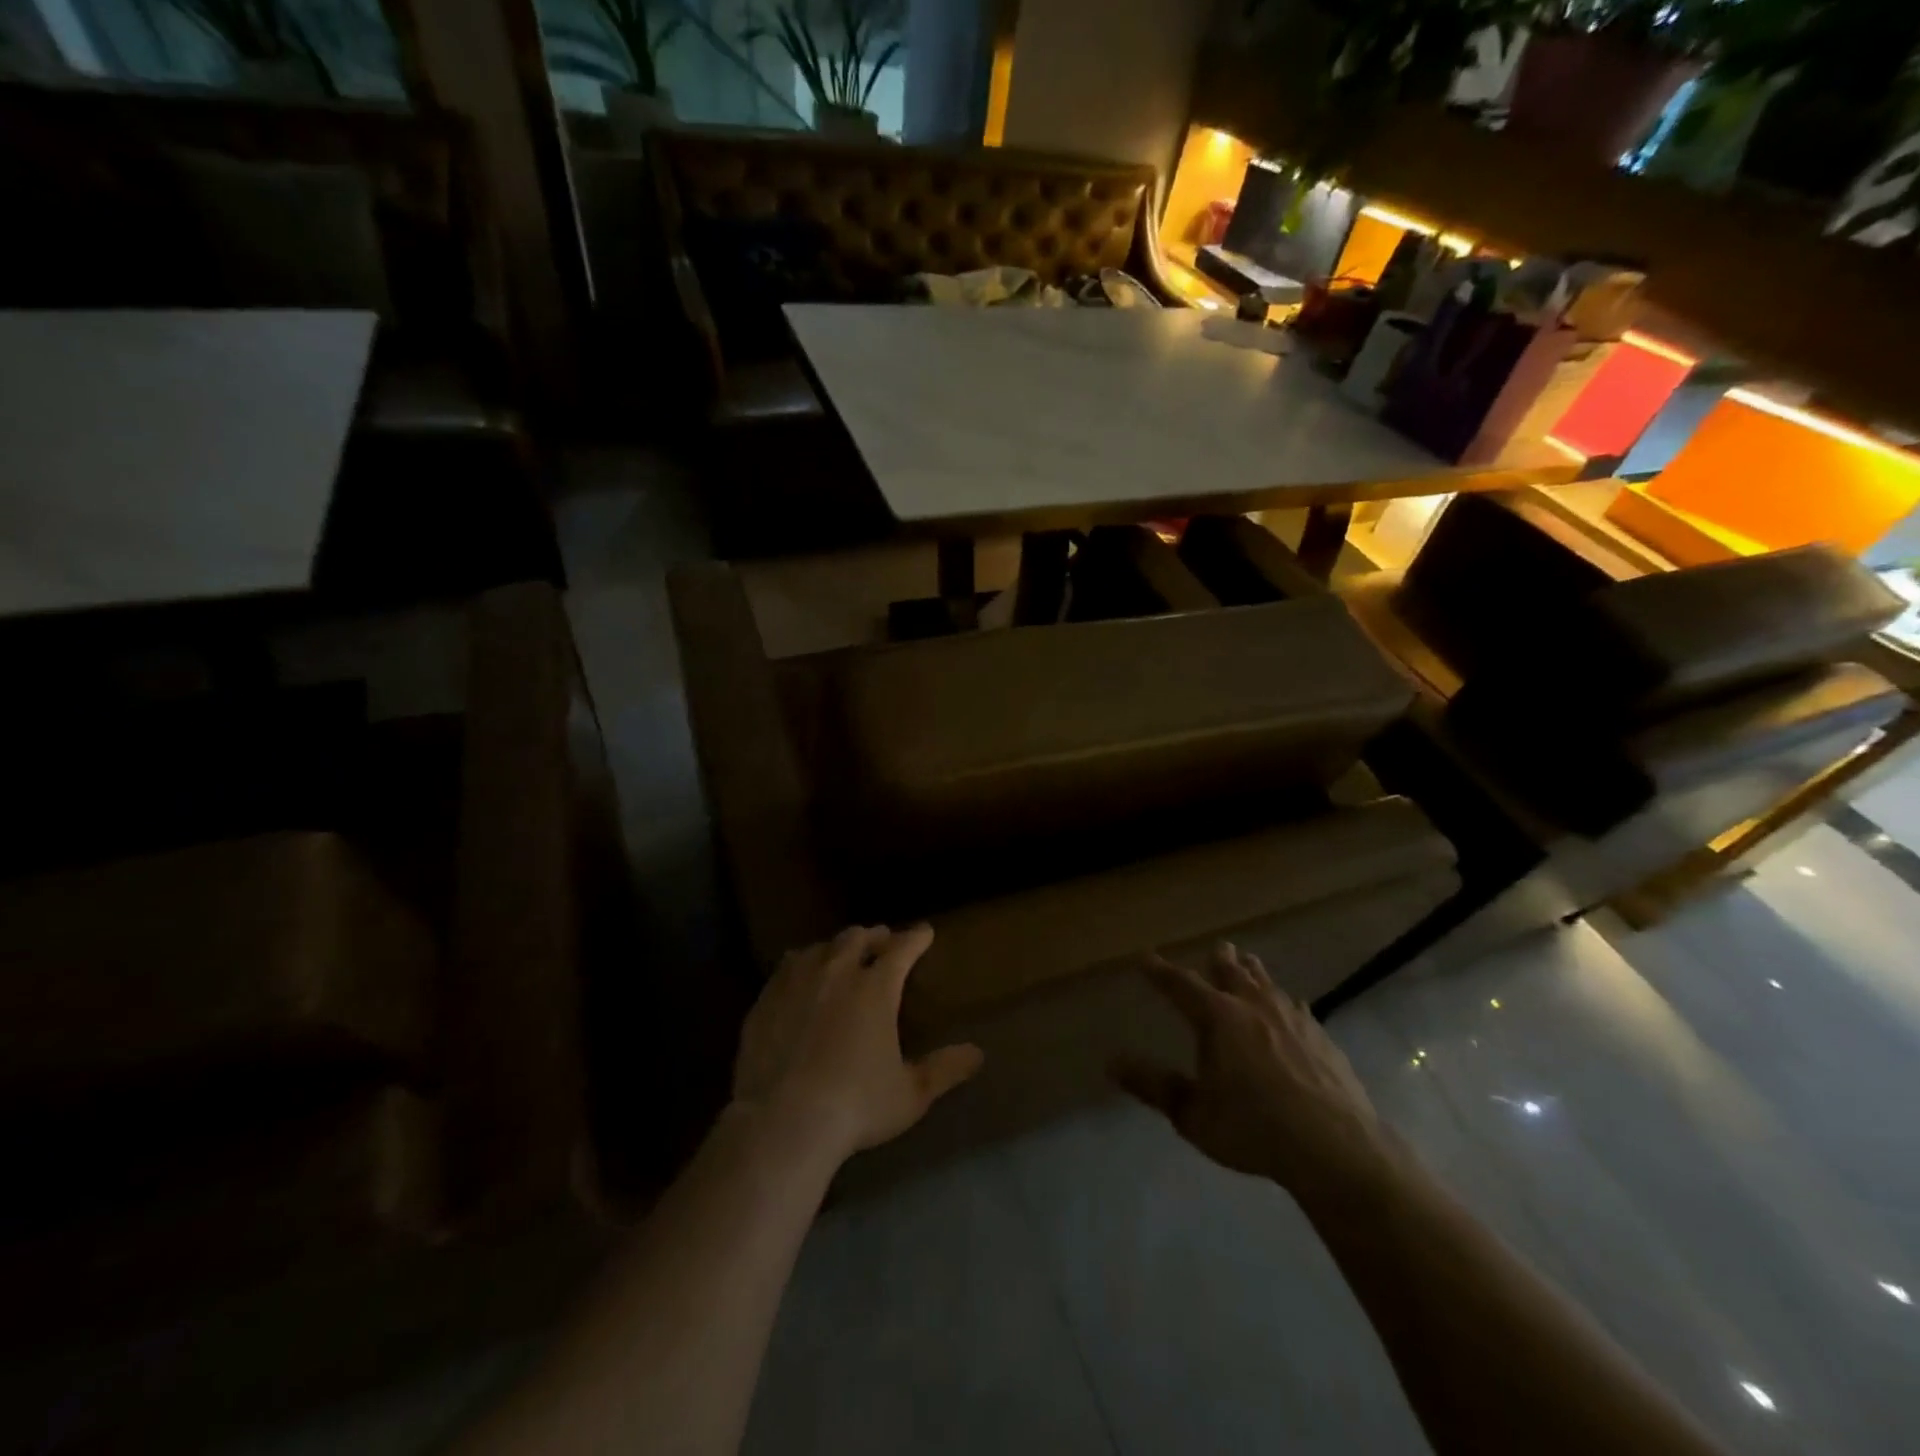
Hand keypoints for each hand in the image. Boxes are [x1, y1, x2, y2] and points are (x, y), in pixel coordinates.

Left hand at [732, 924, 983, 1164]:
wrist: (782, 1122)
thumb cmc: (855, 1106)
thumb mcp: (910, 1094)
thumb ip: (944, 1069)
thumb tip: (978, 1053)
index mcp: (875, 988)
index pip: (902, 948)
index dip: (916, 937)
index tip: (925, 932)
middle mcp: (837, 972)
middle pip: (857, 937)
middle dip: (874, 936)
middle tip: (882, 942)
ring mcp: (797, 982)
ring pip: (820, 947)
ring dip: (836, 946)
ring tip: (841, 954)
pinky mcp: (766, 999)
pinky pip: (786, 967)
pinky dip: (802, 963)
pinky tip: (800, 974)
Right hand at [1114, 943, 1395, 1192]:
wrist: (1336, 1149)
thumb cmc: (1254, 1129)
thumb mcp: (1193, 1114)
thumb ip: (1153, 1086)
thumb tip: (1111, 1062)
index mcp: (1218, 1018)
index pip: (1180, 985)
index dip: (1160, 972)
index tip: (1145, 959)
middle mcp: (1253, 1006)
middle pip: (1232, 972)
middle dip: (1219, 960)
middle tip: (1217, 947)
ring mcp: (1293, 1019)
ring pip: (1268, 984)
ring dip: (1254, 972)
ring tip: (1249, 962)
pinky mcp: (1322, 1038)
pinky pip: (1299, 1009)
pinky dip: (1287, 1004)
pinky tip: (1294, 1009)